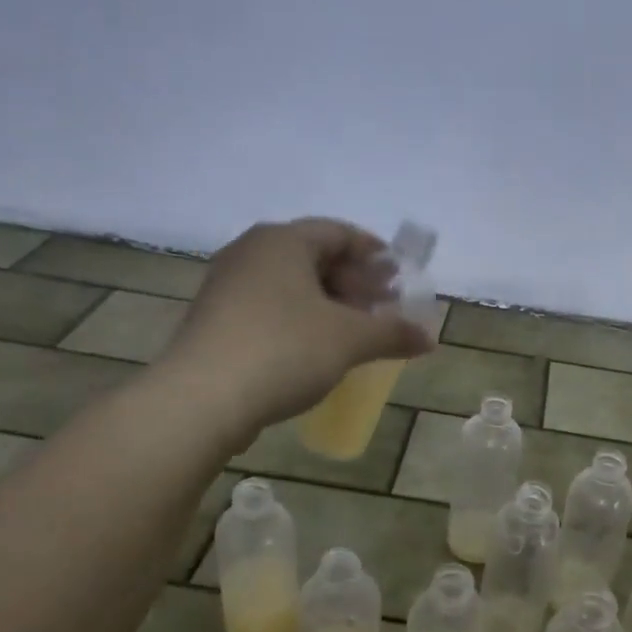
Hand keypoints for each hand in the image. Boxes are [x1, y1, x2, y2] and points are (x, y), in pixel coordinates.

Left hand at [163, 218, 434, 425]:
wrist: (201, 400)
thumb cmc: (284, 350)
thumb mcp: (350, 340)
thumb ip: (393, 333)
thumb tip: (430, 338)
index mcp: (283, 241)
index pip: (339, 232)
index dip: (374, 252)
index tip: (398, 275)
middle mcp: (251, 252)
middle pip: (315, 256)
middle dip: (354, 281)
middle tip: (383, 306)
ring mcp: (227, 286)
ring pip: (291, 284)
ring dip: (329, 303)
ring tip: (355, 331)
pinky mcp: (215, 320)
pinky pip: (270, 306)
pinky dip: (300, 319)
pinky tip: (317, 349)